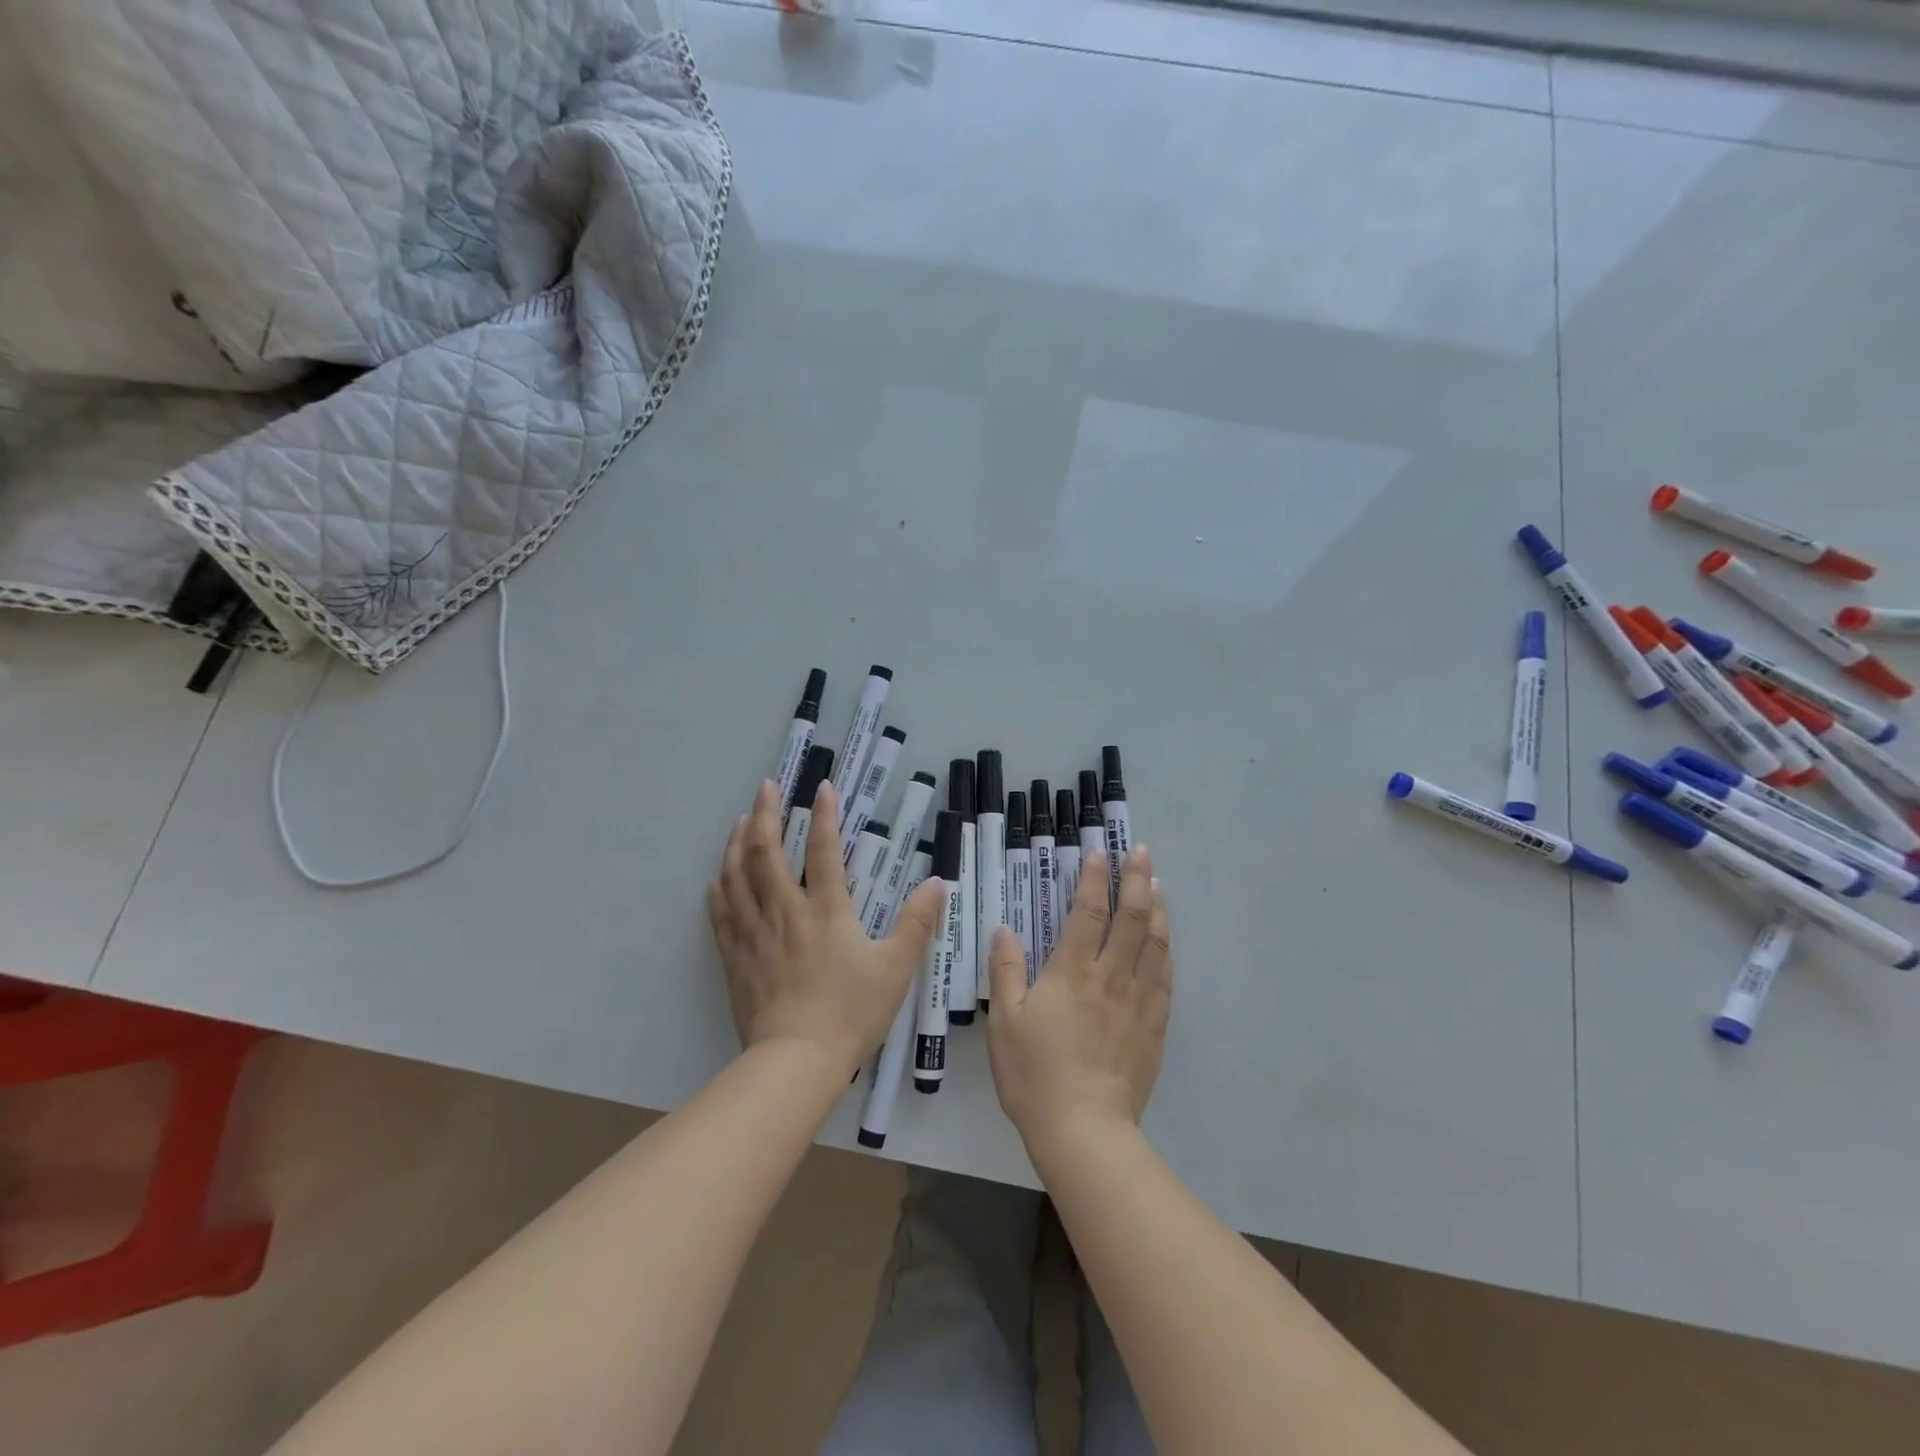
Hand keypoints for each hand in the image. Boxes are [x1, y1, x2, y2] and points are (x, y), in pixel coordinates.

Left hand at [708, 780, 943, 1078]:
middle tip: (766, 788)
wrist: (797, 1061)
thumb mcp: (896, 968)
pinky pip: (721, 914)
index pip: (823, 850)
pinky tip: (717, 878)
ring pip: (737, 877)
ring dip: (738, 844)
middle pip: (767, 853)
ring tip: (740, 821)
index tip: (821, 787)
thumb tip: (937, 882)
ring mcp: (755, 934)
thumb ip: (917, 922)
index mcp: (826, 910)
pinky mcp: (736, 958)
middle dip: (766, 814)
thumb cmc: (851, 1012)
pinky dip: (719, 890)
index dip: (824, 815)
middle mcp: (785, 911)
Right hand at [986, 845, 1170, 1150]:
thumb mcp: (1004, 1022)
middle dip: (1136, 880)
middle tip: (1141, 852)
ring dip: (1157, 910)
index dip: (1094, 879)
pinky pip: (1165, 981)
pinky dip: (1166, 953)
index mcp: (1071, 972)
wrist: (1083, 1129)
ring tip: (1159, 884)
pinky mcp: (1153, 1028)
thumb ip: (1005, 971)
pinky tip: (1166, 942)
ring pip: (1154, 945)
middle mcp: (1110, 978)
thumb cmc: (1034, 1074)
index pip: (1088, 913)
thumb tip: (1005, 929)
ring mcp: (1137, 1002)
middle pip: (1131, 919)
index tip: (1100, 852)